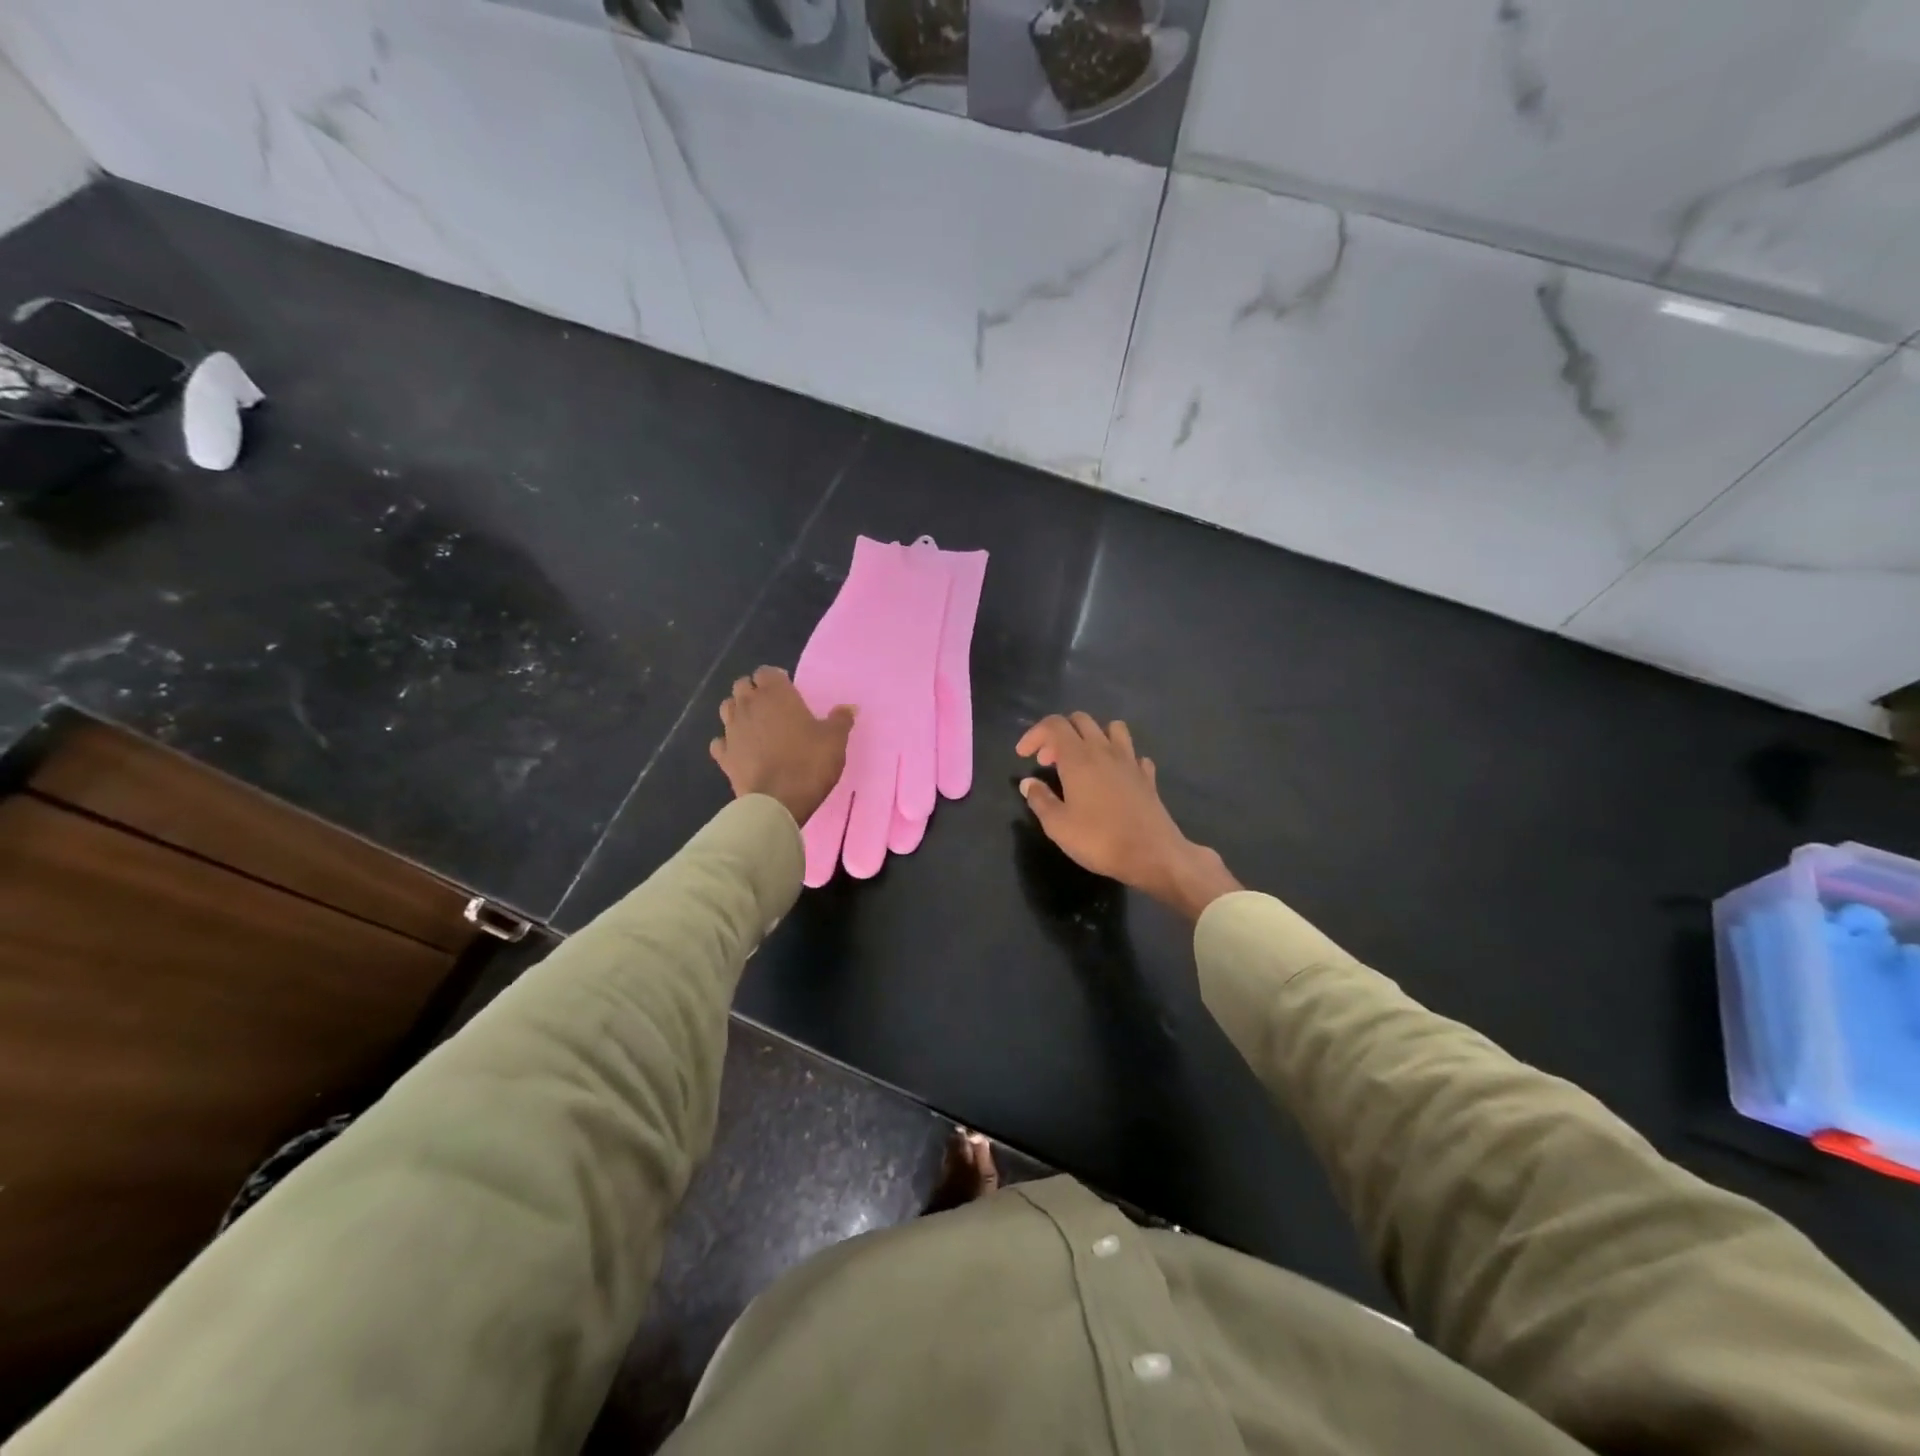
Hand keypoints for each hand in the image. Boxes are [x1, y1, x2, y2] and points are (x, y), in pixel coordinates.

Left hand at [711, 667, 854, 826]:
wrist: (777, 802)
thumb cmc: (809, 763)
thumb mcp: (835, 740)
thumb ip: (840, 720)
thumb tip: (848, 707)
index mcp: (776, 695)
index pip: (766, 672)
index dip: (775, 679)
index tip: (788, 689)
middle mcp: (749, 706)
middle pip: (742, 686)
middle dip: (754, 691)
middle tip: (772, 706)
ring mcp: (732, 731)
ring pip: (727, 708)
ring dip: (739, 711)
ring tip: (755, 724)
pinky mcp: (723, 756)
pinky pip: (720, 741)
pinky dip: (728, 742)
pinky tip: (739, 749)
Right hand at [1016, 714, 1240, 922]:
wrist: (1152, 854)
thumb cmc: (1098, 840)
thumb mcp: (1057, 825)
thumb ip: (1039, 799)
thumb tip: (1028, 783)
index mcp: (1078, 758)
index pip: (1054, 725)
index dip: (1034, 734)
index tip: (1023, 755)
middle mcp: (1104, 750)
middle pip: (1081, 720)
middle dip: (1059, 734)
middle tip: (1048, 761)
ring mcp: (1130, 761)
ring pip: (1111, 728)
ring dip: (1092, 736)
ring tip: (1082, 761)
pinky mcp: (1147, 776)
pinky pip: (1132, 754)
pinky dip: (1119, 758)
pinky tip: (1113, 776)